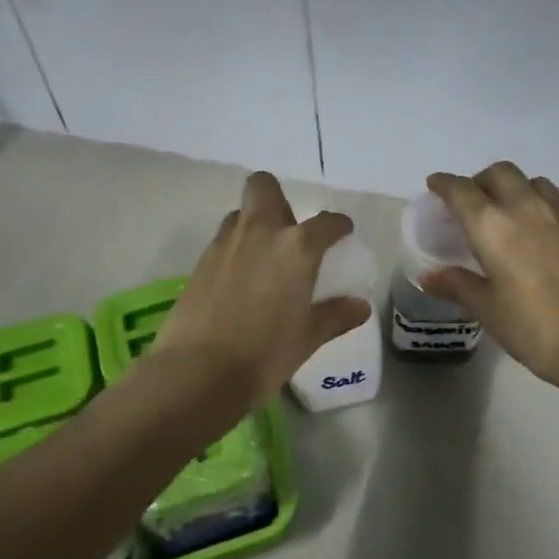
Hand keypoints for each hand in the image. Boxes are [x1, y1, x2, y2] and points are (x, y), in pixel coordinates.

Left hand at [155, 172, 372, 408]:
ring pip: (240, 215)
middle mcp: (260, 232)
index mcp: (296, 248)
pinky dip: (235, 251)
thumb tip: (359, 306)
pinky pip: (222, 241)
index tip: (341, 234)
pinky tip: (240, 283)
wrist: (198, 372)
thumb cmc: (265, 354)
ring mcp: (224, 244)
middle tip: (288, 234)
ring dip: (254, 225)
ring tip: (263, 260)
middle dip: (278, 200)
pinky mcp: (199, 263)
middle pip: (264, 187)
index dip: (338, 226)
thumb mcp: (307, 338)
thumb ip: (335, 316)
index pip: (326, 222)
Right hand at [422, 163, 558, 391]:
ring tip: (502, 213)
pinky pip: (551, 199)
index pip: (460, 190)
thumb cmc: (533, 326)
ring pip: (529, 181)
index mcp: (491, 224)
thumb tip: (431, 276)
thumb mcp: (487, 309)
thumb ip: (458, 285)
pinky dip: (534, 202)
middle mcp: (523, 207)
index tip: (434, 186)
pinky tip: (531, 231)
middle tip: (468, 203)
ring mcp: (557, 215)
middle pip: (498, 173)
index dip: (444, 184)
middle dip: (478, 181)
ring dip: (510, 187)